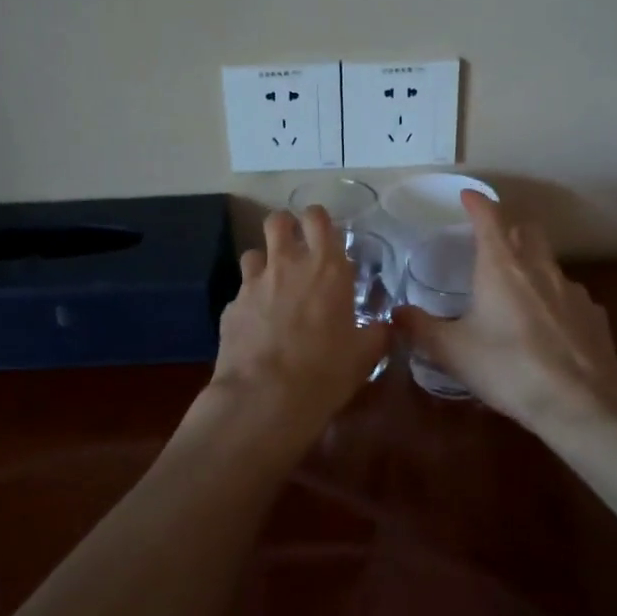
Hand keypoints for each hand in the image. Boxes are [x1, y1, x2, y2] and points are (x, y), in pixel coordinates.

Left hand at [210, 206, 389, 428]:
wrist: (265, 398)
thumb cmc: (325, 371)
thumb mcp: (365, 355)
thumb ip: (377, 333)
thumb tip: (386, 326)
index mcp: (326, 268)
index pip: (317, 218)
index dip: (317, 220)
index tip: (322, 235)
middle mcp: (287, 265)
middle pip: (277, 221)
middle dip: (285, 228)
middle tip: (295, 249)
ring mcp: (253, 284)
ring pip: (253, 253)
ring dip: (263, 264)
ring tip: (273, 287)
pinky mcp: (230, 307)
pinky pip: (240, 294)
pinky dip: (248, 303)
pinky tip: (256, 326)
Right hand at [396, 191, 616, 430]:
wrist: (581, 403)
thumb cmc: (508, 368)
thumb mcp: (453, 352)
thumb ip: (421, 329)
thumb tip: (395, 314)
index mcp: (502, 266)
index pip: (489, 217)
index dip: (476, 203)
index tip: (467, 196)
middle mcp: (539, 268)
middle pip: (527, 230)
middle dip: (509, 228)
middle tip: (492, 244)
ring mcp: (573, 290)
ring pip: (550, 263)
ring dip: (533, 266)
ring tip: (518, 293)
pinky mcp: (594, 316)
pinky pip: (570, 296)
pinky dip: (555, 301)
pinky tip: (548, 328)